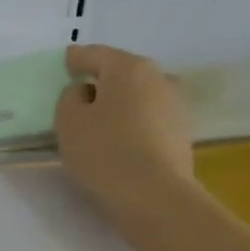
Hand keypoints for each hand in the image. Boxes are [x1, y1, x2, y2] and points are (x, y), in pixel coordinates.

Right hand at [55, 44, 194, 215]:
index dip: (77, 59)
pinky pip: (149, 118)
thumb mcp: (68, 121)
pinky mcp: (182, 133)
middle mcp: (158, 77)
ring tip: (101, 120)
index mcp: (128, 67)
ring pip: (139, 95)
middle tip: (82, 92)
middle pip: (122, 72)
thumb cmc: (104, 151)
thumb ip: (70, 98)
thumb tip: (86, 92)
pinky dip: (134, 122)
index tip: (66, 63)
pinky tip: (121, 138)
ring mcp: (175, 105)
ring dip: (121, 102)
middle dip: (102, 80)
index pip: (95, 55)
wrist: (155, 195)